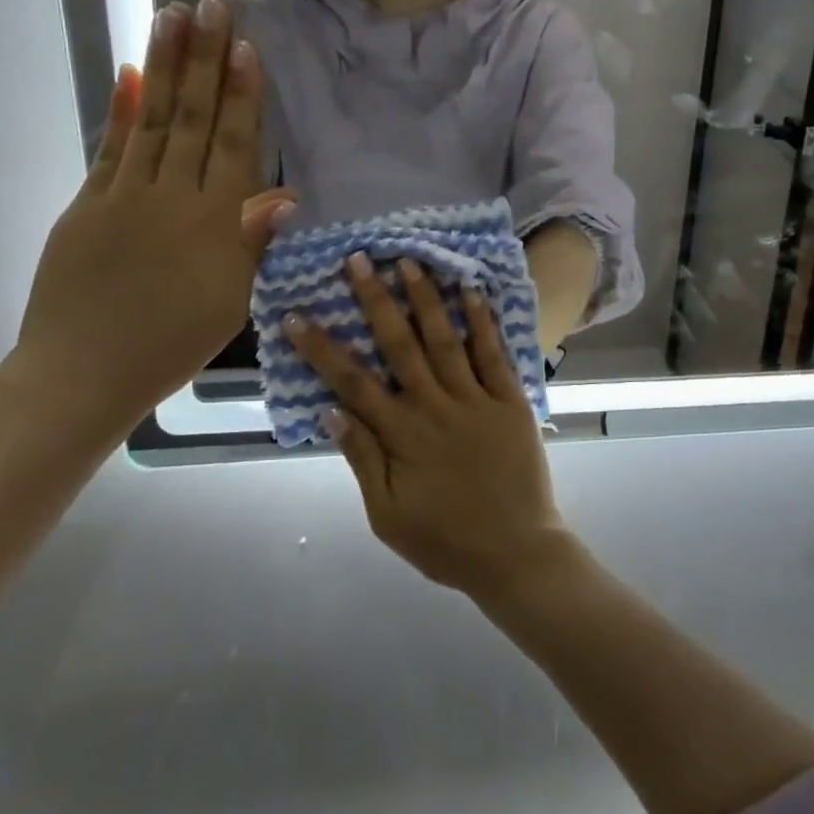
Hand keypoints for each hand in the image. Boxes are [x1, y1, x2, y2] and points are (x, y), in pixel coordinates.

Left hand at [11, 0, 293, 428]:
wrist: (82, 374)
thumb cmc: (172, 343)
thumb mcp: (231, 299)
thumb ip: (252, 242)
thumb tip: (286, 196)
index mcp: (212, 221)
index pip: (233, 144)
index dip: (242, 94)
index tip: (246, 47)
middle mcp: (171, 195)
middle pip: (193, 117)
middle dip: (205, 59)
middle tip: (213, 6)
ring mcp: (123, 195)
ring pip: (152, 119)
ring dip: (165, 66)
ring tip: (173, 16)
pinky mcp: (86, 204)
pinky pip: (109, 148)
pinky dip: (121, 109)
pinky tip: (130, 74)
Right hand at [285, 257, 571, 598]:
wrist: (516, 553)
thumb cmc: (445, 541)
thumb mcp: (388, 515)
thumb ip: (362, 460)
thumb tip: (330, 411)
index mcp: (401, 436)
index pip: (352, 383)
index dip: (321, 349)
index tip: (297, 315)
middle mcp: (435, 407)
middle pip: (399, 345)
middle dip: (375, 300)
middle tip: (358, 260)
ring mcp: (475, 399)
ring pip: (445, 339)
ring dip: (425, 298)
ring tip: (408, 261)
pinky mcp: (511, 400)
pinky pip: (493, 354)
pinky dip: (482, 320)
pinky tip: (470, 289)